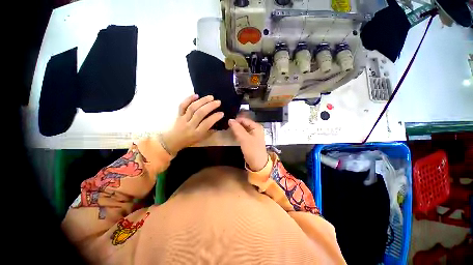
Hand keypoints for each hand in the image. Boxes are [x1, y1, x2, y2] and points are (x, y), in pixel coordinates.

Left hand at [162, 94, 223, 153]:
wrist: (173, 141)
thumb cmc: (190, 140)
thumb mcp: (202, 138)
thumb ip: (210, 132)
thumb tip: (218, 124)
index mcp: (197, 133)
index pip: (207, 123)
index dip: (215, 117)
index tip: (222, 113)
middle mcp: (190, 125)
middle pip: (200, 113)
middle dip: (210, 106)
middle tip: (218, 102)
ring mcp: (183, 119)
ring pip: (192, 107)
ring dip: (202, 101)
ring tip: (211, 97)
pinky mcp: (178, 114)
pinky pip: (182, 105)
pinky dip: (189, 99)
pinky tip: (196, 95)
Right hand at [228, 117, 267, 170]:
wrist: (258, 164)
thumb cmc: (252, 150)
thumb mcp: (244, 138)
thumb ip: (237, 128)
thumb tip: (230, 119)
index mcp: (256, 126)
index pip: (244, 119)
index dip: (236, 120)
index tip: (227, 123)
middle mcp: (256, 129)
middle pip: (244, 124)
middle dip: (236, 125)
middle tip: (227, 127)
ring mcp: (253, 135)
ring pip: (243, 129)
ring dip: (237, 130)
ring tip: (229, 131)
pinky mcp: (250, 140)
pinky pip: (243, 134)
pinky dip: (238, 134)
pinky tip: (234, 136)